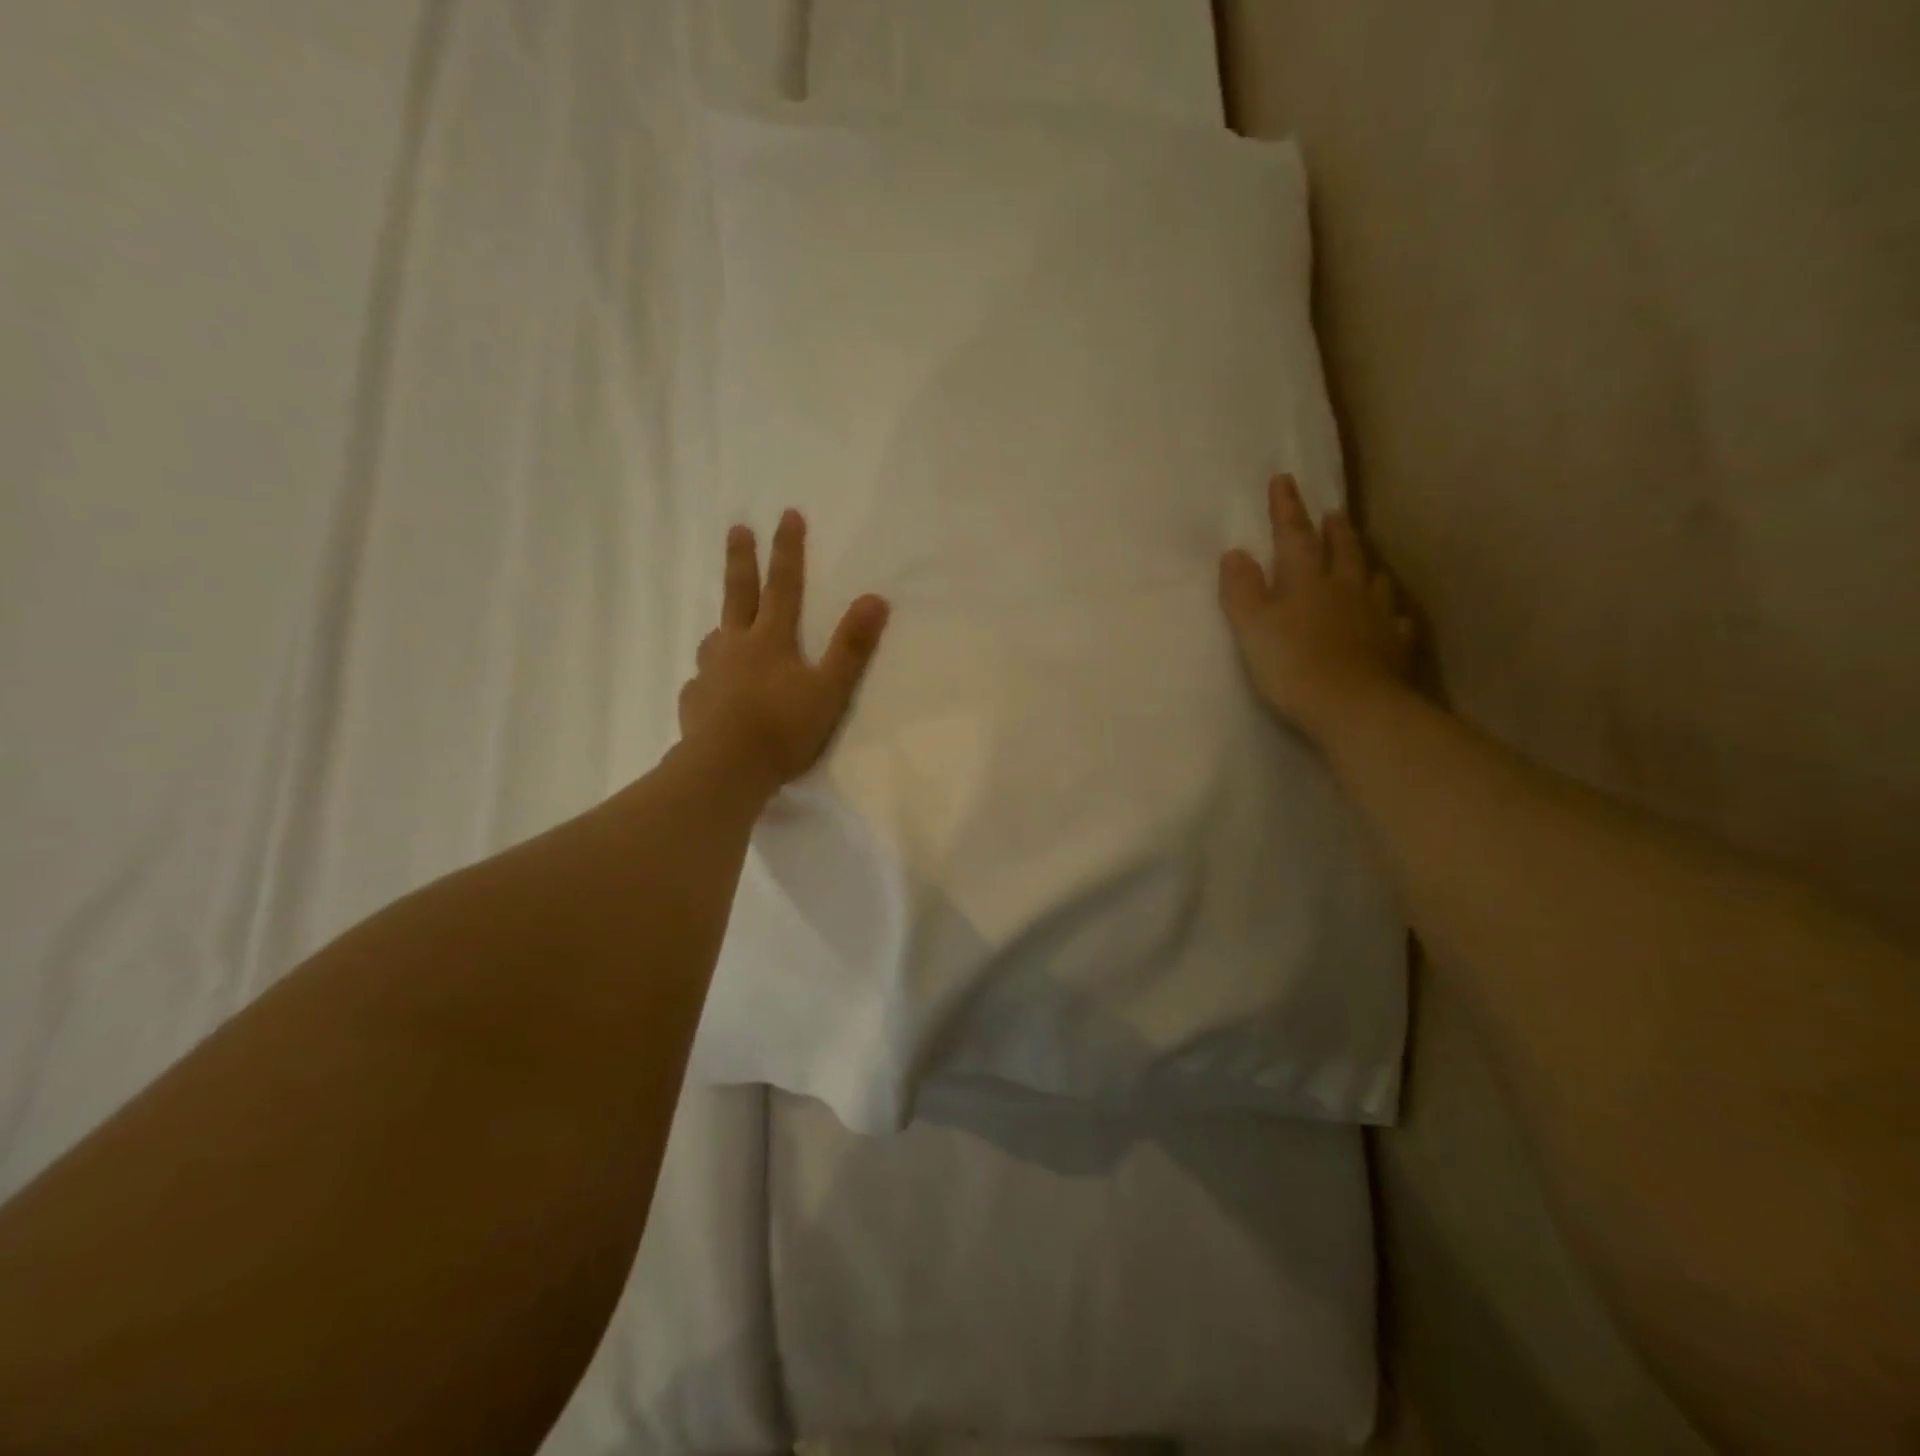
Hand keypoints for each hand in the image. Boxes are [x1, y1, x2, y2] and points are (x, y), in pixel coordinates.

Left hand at [678, 510, 889, 795]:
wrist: (725, 769)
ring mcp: (709, 673)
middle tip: (737, 529)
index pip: (783, 585)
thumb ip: (851, 647)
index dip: (788, 550)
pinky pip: (703, 680)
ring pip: (716, 637)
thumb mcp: (829, 690)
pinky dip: (711, 677)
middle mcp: (735, 646)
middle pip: (738, 594)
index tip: (787, 514)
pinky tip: (713, 690)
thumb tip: (876, 598)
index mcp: (770, 639)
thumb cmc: (782, 728)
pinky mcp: (694, 701)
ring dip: (724, 623)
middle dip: (741, 559)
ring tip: (725, 627)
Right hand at [1218, 474, 1415, 744]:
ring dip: (1363, 562)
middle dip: (1333, 529)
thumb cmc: (1292, 665)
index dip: (1287, 508)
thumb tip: (1235, 553)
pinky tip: (1390, 615)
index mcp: (1306, 580)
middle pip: (1340, 549)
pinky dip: (1389, 611)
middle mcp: (1344, 588)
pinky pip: (1394, 619)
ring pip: (1371, 578)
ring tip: (1362, 557)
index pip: (1294, 535)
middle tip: (1333, 511)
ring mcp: (1374, 616)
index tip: (1284, 480)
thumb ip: (1241, 590)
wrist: (1353, 708)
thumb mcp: (1252, 628)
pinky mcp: (1394, 645)